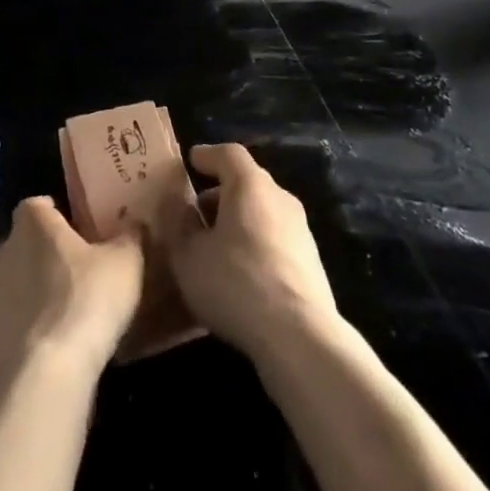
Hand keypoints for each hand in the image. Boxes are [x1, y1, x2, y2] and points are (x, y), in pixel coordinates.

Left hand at [0, 196, 143, 384]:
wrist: (44, 376)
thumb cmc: (86, 300)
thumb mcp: (126, 263)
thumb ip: (130, 237)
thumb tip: (133, 225)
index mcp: (34, 224)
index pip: (37, 204)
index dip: (55, 212)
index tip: (77, 227)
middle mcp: (5, 252)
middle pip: (25, 242)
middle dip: (47, 251)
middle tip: (79, 266)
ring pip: (16, 281)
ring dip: (36, 290)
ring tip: (69, 308)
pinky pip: (12, 320)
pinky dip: (28, 326)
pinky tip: (54, 343)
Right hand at [161, 143, 338, 362]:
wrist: (299, 336)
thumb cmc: (236, 282)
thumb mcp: (189, 256)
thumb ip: (180, 225)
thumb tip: (178, 206)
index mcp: (250, 185)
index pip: (229, 154)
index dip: (208, 155)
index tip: (191, 161)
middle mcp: (280, 197)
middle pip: (247, 183)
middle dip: (220, 193)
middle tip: (195, 213)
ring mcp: (300, 230)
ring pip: (262, 212)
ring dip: (238, 221)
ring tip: (214, 247)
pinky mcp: (311, 262)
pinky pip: (274, 239)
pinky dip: (254, 244)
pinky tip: (239, 274)